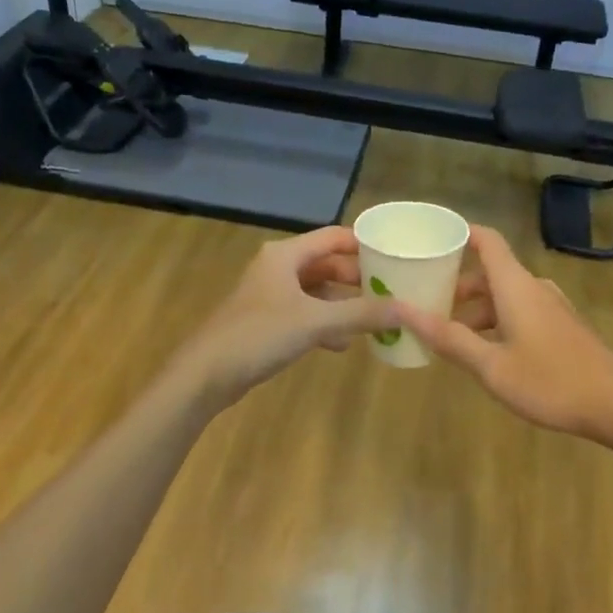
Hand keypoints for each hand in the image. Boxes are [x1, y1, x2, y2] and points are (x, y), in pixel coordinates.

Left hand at [168, 227, 401, 410]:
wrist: (205, 375)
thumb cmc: (259, 335)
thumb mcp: (315, 322)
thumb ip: (361, 314)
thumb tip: (407, 309)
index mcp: (286, 255)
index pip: (334, 237)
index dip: (364, 245)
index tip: (395, 256)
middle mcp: (278, 267)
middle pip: (327, 264)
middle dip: (357, 278)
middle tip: (391, 290)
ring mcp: (270, 295)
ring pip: (317, 291)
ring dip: (343, 303)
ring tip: (374, 317)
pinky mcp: (266, 321)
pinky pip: (305, 314)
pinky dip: (325, 323)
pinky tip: (343, 343)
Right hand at [398, 225, 612, 445]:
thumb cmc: (551, 381)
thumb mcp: (492, 366)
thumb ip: (448, 338)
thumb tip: (401, 310)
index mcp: (515, 285)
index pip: (486, 239)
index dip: (458, 233)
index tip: (428, 241)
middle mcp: (533, 287)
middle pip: (489, 272)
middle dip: (456, 285)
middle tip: (423, 303)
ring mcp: (550, 307)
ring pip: (504, 295)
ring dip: (475, 309)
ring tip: (447, 335)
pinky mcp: (561, 327)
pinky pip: (519, 311)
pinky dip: (495, 321)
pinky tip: (484, 353)